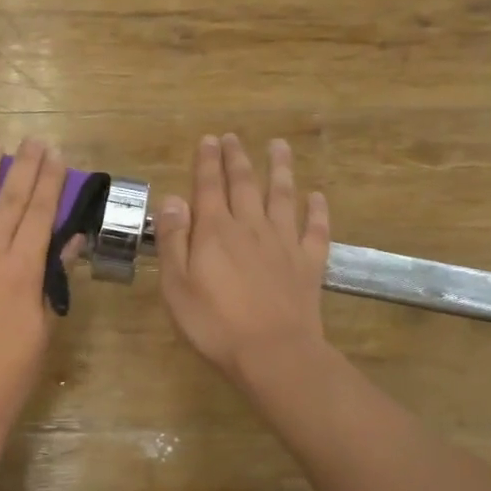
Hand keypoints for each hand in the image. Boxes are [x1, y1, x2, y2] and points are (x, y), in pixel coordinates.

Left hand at [0, 138, 70, 480]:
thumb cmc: (8, 376)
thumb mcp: (40, 330)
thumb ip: (50, 281)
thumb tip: (67, 243)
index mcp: (21, 270)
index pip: (39, 214)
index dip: (49, 182)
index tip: (56, 154)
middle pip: (7, 202)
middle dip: (22, 167)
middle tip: (32, 139)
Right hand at [154, 134, 331, 384]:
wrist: (274, 353)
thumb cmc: (214, 323)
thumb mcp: (177, 285)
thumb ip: (174, 240)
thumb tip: (173, 199)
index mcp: (215, 231)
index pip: (209, 186)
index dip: (208, 162)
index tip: (209, 139)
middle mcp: (251, 227)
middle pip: (245, 184)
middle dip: (238, 158)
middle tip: (234, 137)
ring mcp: (284, 243)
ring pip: (283, 196)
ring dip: (280, 169)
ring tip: (279, 146)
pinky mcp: (309, 263)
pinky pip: (315, 230)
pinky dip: (317, 211)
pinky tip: (317, 197)